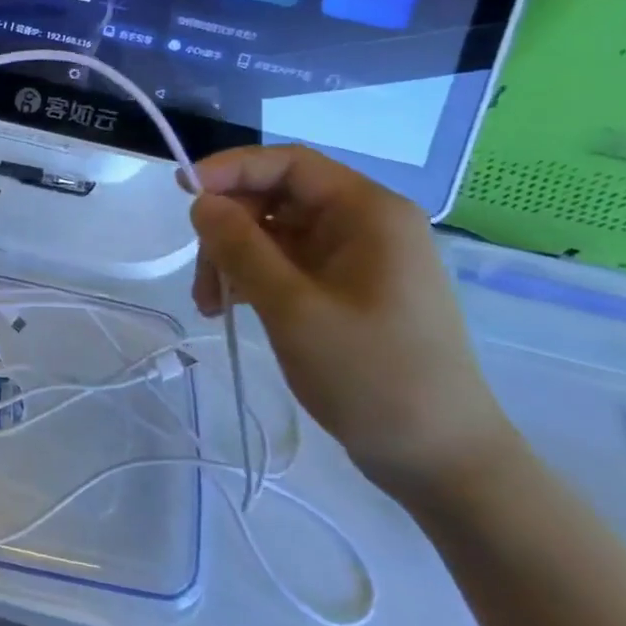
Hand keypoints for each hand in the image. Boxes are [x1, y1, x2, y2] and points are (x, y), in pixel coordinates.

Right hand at [188, 145, 513, 499]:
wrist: (442, 461)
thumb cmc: (373, 377)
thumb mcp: (293, 308)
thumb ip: (241, 248)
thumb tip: (201, 202)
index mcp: (368, 213)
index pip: (289, 164)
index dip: (231, 169)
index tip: (182, 191)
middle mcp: (365, 225)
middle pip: (276, 198)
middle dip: (228, 229)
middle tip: (201, 276)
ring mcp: (356, 259)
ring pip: (274, 233)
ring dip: (234, 259)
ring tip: (211, 305)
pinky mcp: (347, 290)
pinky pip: (287, 264)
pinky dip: (252, 279)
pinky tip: (230, 310)